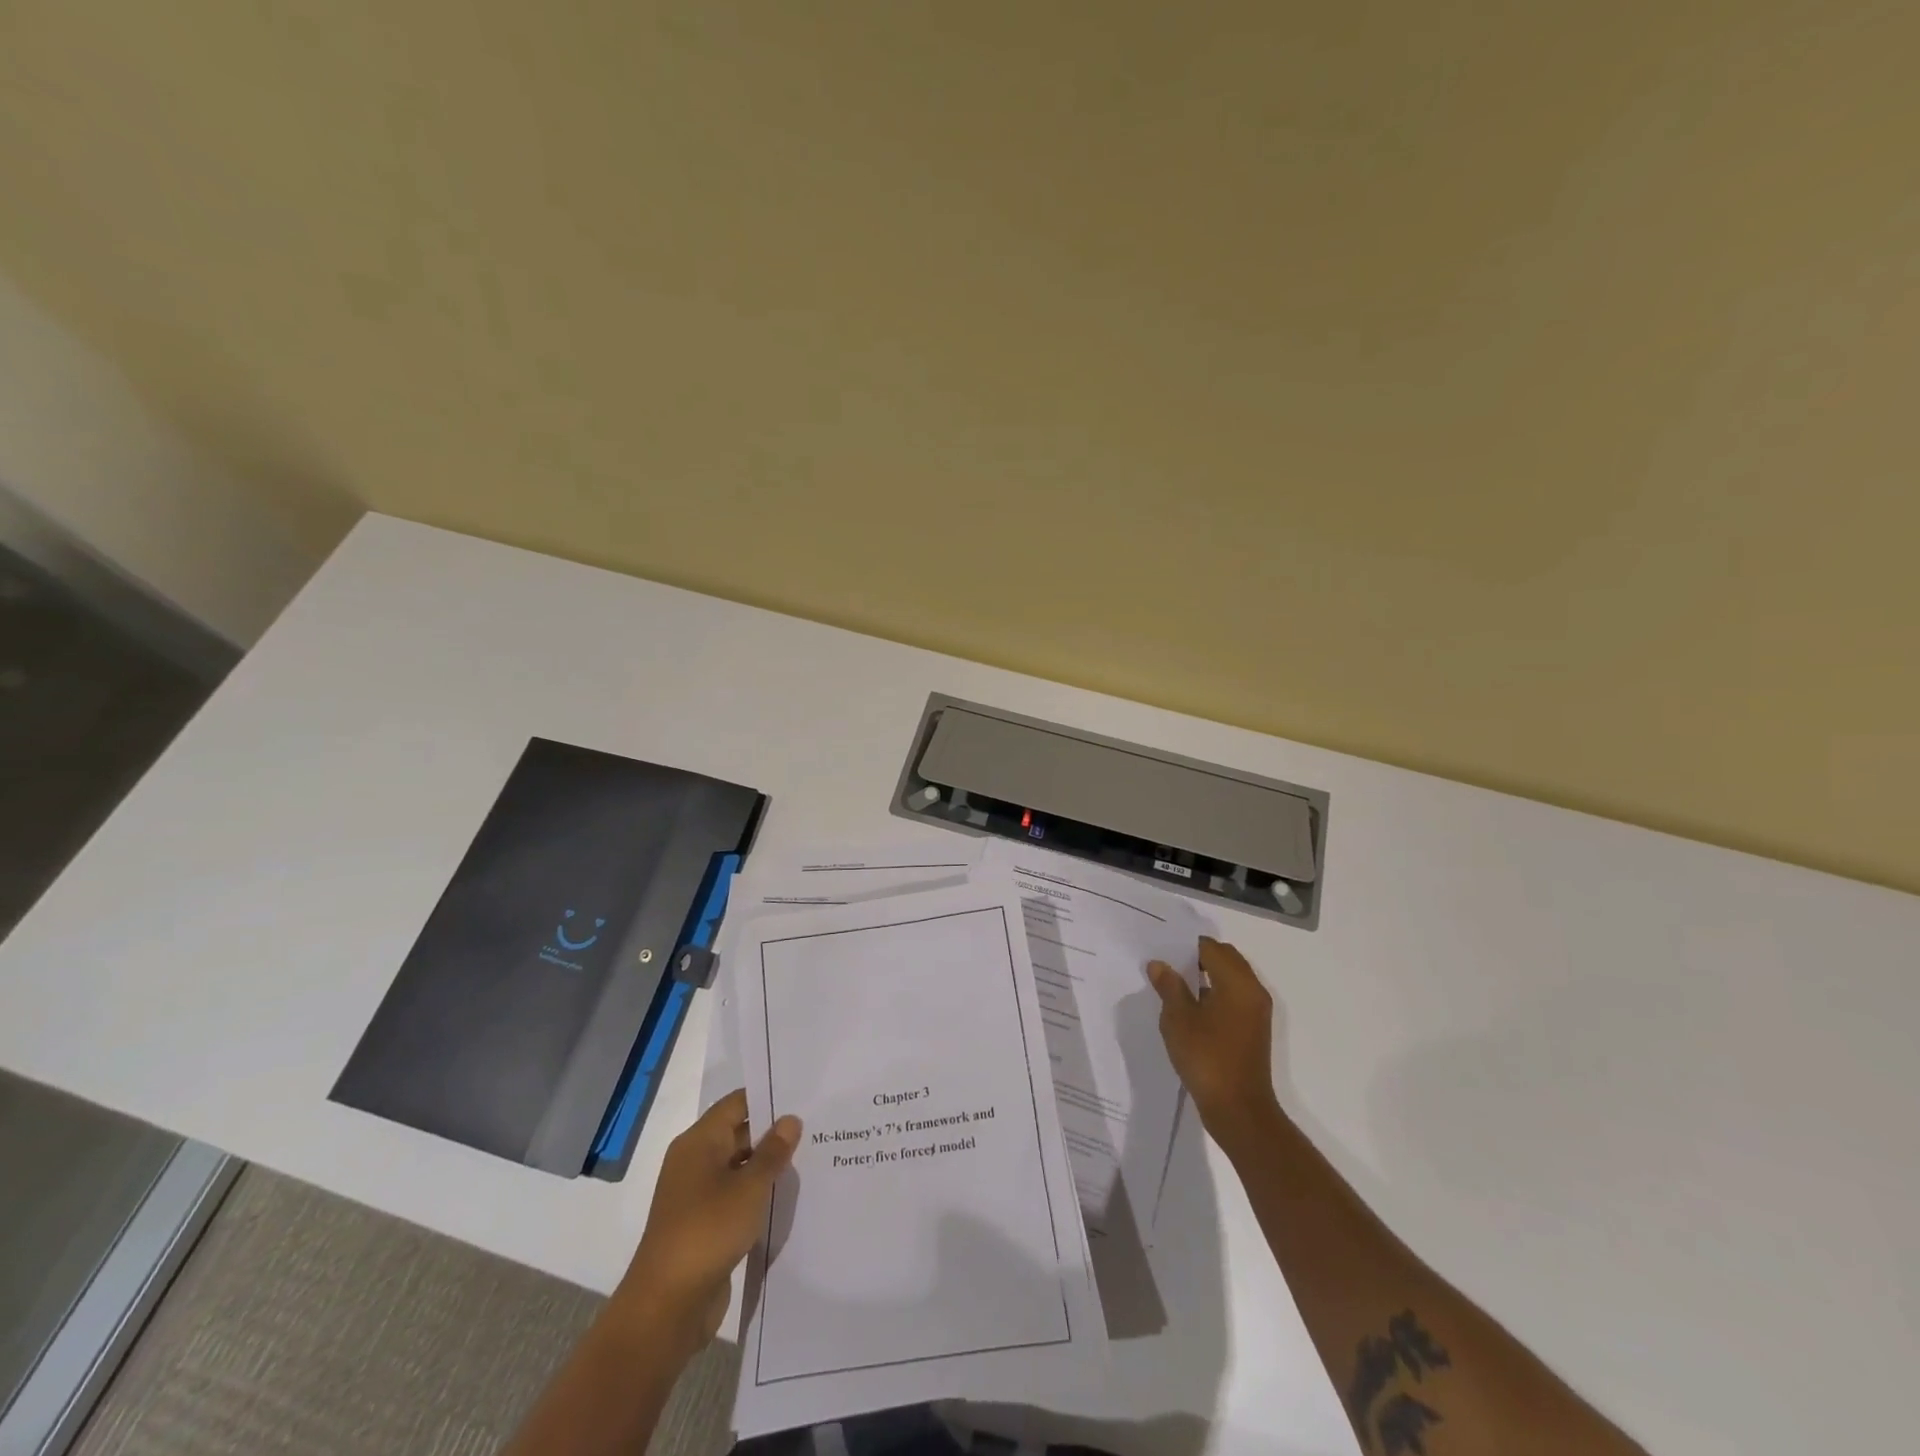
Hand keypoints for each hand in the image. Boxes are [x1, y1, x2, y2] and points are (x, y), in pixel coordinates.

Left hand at [612, 1090, 800, 1364]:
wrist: (666, 1306)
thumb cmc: (707, 1231)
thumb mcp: (749, 1187)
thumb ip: (772, 1152)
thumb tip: (790, 1119)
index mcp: (698, 1142)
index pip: (736, 1104)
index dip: (767, 1097)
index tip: (802, 1096)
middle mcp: (694, 1162)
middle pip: (737, 1133)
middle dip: (773, 1133)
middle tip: (815, 1127)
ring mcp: (696, 1195)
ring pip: (738, 1167)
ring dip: (767, 1166)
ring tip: (809, 1159)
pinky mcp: (703, 1224)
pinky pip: (734, 1196)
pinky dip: (756, 1194)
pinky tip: (785, 1196)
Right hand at [1148, 936, 1283, 1157]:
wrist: (1238, 1110)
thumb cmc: (1207, 1058)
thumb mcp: (1178, 1019)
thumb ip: (1169, 987)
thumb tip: (1159, 964)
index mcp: (1237, 982)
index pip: (1211, 948)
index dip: (1186, 946)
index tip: (1162, 951)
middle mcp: (1253, 990)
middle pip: (1225, 958)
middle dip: (1197, 958)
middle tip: (1167, 966)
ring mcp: (1256, 1011)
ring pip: (1231, 978)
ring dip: (1206, 976)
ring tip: (1174, 986)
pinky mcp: (1254, 1029)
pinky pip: (1234, 997)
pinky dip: (1215, 993)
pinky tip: (1190, 1009)